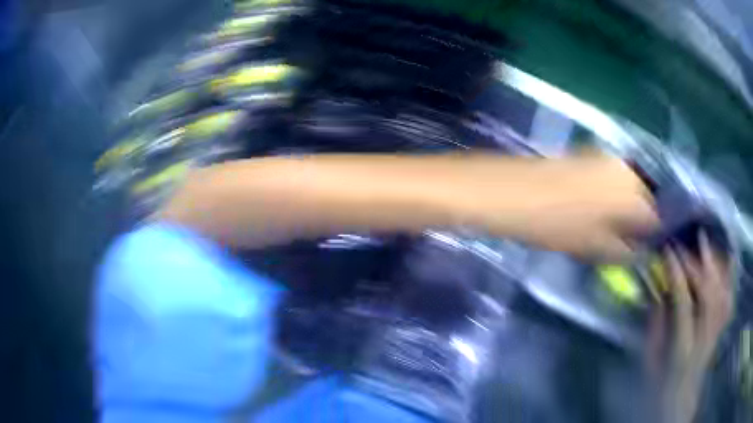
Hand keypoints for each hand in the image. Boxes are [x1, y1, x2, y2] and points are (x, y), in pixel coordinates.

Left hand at [467, 154, 658, 259]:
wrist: (515, 191)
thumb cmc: (557, 225)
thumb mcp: (595, 248)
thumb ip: (625, 252)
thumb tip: (641, 252)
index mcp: (633, 195)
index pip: (656, 218)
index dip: (652, 237)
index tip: (644, 249)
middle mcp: (626, 170)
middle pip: (645, 199)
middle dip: (640, 219)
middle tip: (627, 239)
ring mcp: (607, 158)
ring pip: (629, 187)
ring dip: (627, 206)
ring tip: (611, 225)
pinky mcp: (590, 154)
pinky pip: (613, 177)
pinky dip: (613, 193)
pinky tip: (599, 206)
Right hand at [646, 232, 732, 422]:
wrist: (678, 399)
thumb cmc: (658, 381)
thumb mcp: (650, 357)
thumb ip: (656, 321)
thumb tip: (658, 285)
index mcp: (682, 349)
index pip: (684, 303)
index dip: (677, 273)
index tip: (668, 250)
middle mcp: (704, 339)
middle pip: (708, 293)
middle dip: (696, 263)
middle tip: (684, 242)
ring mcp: (716, 333)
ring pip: (720, 291)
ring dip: (714, 263)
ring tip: (705, 240)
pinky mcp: (721, 327)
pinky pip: (729, 297)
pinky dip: (729, 276)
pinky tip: (728, 257)